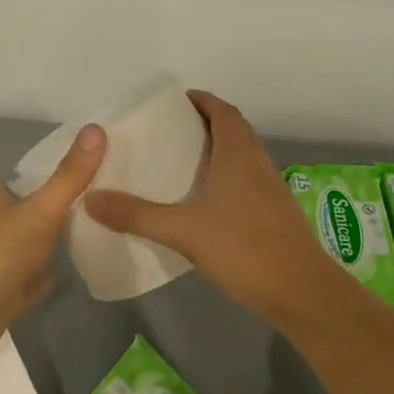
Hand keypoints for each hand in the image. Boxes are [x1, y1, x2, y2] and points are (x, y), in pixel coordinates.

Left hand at [0, 124, 106, 374]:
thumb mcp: (38, 213)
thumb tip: (96, 126)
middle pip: (36, 215)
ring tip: (101, 237)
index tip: (105, 174)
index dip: (67, 177)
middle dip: (66, 213)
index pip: (38, 181)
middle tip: (112, 207)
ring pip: (33, 250)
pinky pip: (28, 284)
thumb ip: (69, 177)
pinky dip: (43, 279)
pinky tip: (67, 276)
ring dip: (56, 247)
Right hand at [85, 90, 346, 325]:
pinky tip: (202, 199)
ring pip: (240, 154)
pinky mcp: (273, 211)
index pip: (222, 110)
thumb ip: (137, 215)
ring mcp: (269, 187)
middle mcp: (256, 162)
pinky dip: (223, 175)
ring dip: (215, 149)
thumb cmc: (245, 248)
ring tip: (179, 160)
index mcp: (238, 153)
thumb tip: (90, 198)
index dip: (200, 100)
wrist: (302, 292)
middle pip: (232, 128)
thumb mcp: (184, 231)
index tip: (173, 102)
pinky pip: (244, 178)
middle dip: (203, 122)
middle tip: (168, 131)